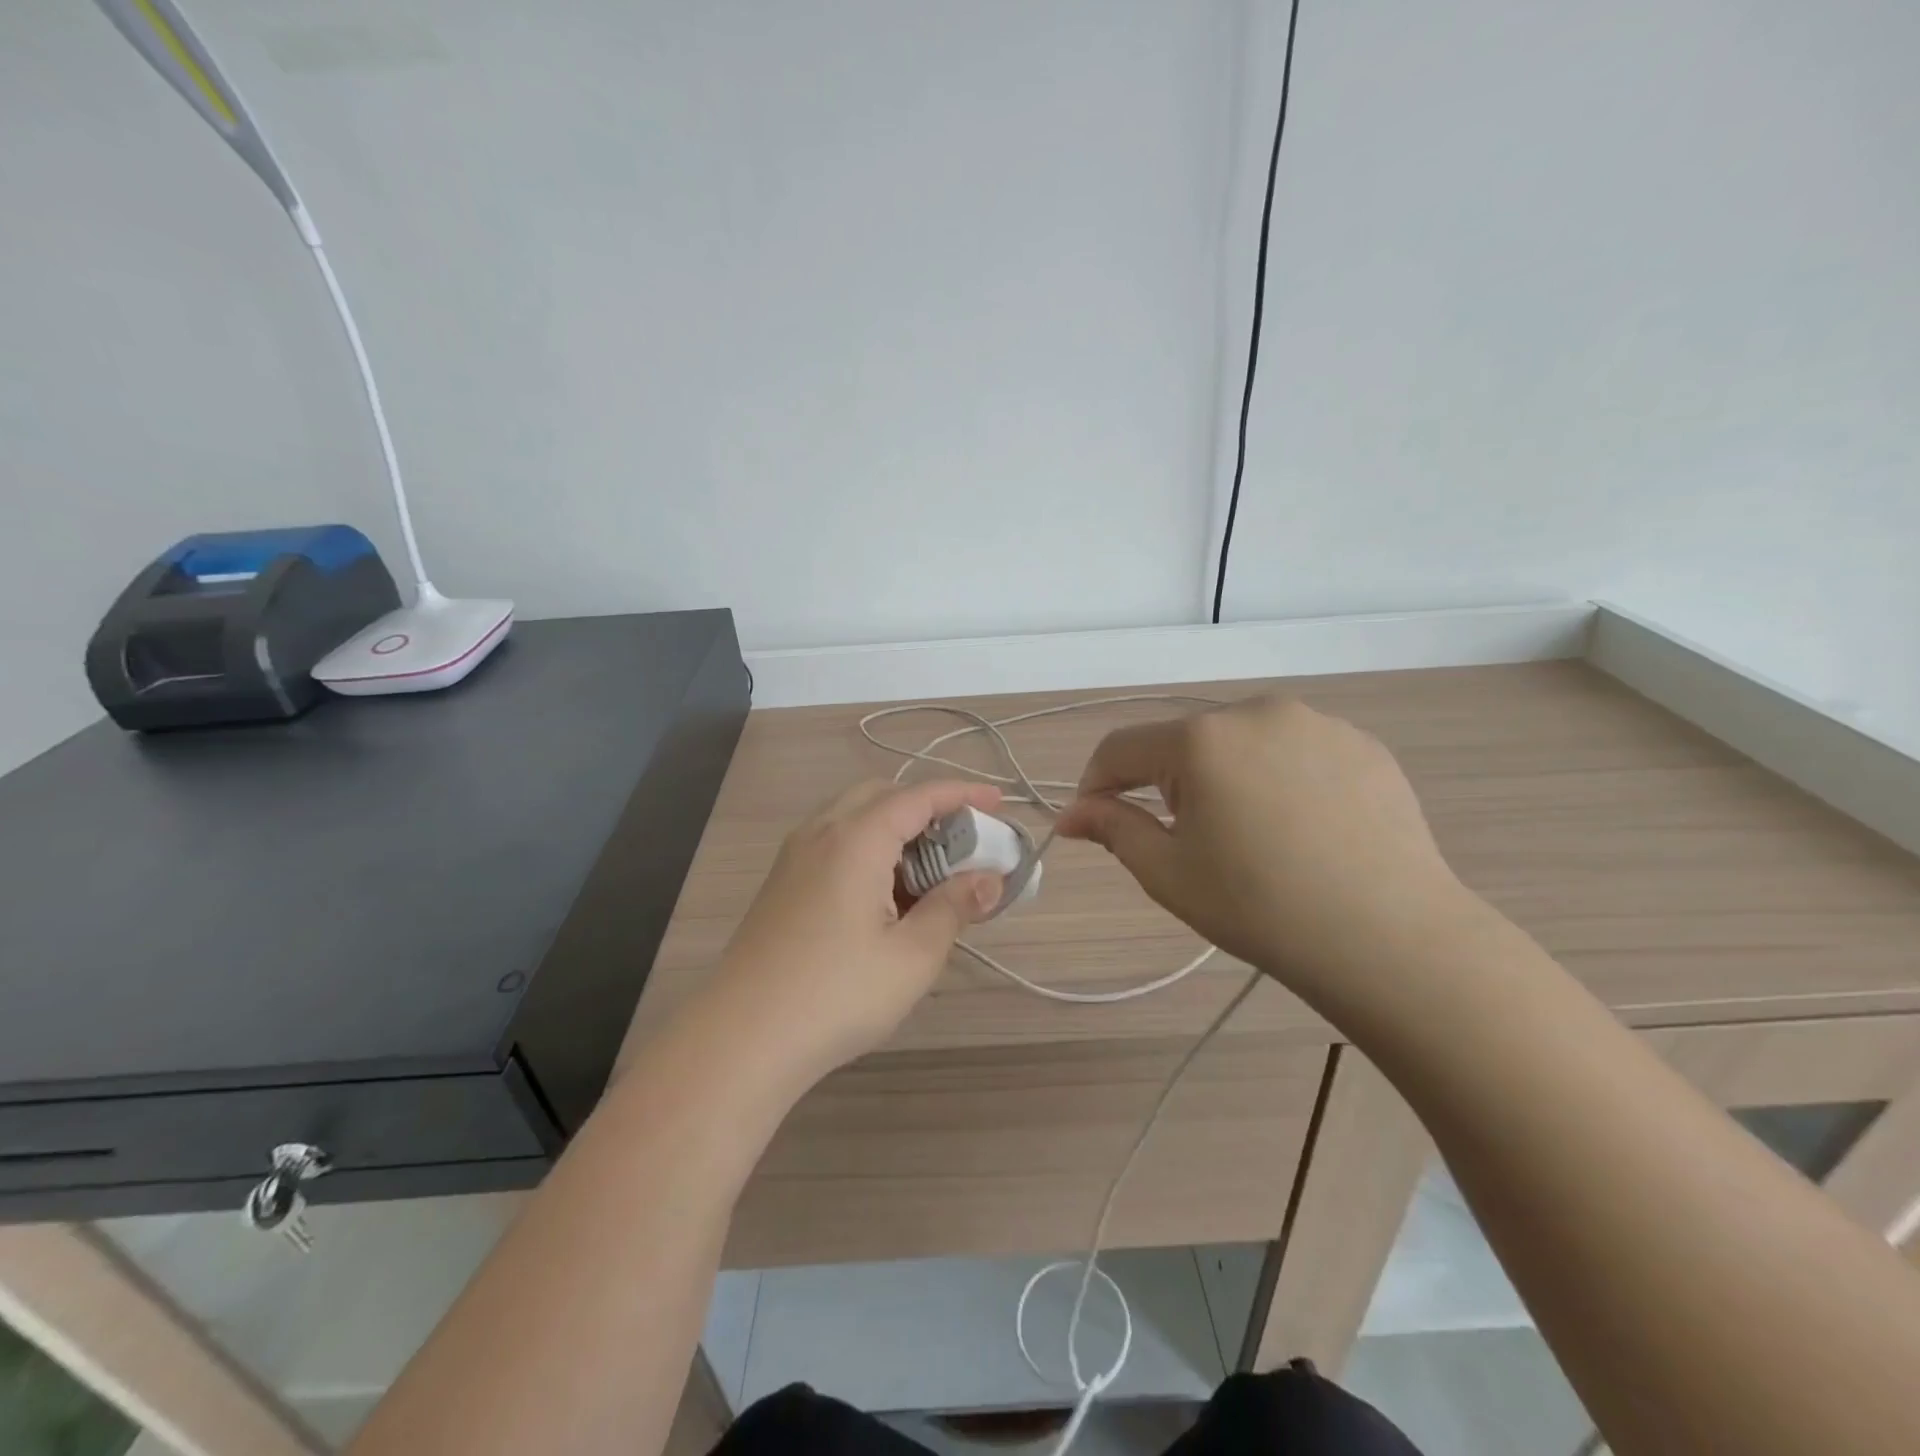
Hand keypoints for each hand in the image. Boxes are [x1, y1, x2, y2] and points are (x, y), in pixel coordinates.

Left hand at [711, 779, 1005, 1080]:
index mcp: (855, 839)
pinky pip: (832, 844)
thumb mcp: (913, 955)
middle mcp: (820, 834)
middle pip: (881, 796)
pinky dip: (867, 850)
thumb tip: (989, 880)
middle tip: (961, 843)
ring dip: (895, 830)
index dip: (962, 794)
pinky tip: (882, 898)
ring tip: (926, 875)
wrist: (742, 1038)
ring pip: (853, 819)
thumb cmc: (837, 994)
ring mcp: (793, 858)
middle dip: (926, 808)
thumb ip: (954, 907)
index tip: (998, 802)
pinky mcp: (781, 885)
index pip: (918, 796)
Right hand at [1056, 696, 1480, 1002]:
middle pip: (1183, 742)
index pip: (1120, 748)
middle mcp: (1255, 711)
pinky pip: (1295, 751)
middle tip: (1187, 843)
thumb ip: (1112, 829)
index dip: (1097, 785)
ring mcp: (1316, 722)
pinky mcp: (1361, 743)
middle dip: (1167, 784)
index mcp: (1200, 739)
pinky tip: (1302, 829)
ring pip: (1241, 743)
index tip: (1097, 823)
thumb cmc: (1261, 908)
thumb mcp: (1168, 873)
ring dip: (1225, 777)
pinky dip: (1279, 779)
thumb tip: (1070, 813)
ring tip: (1252, 836)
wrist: (1392, 938)